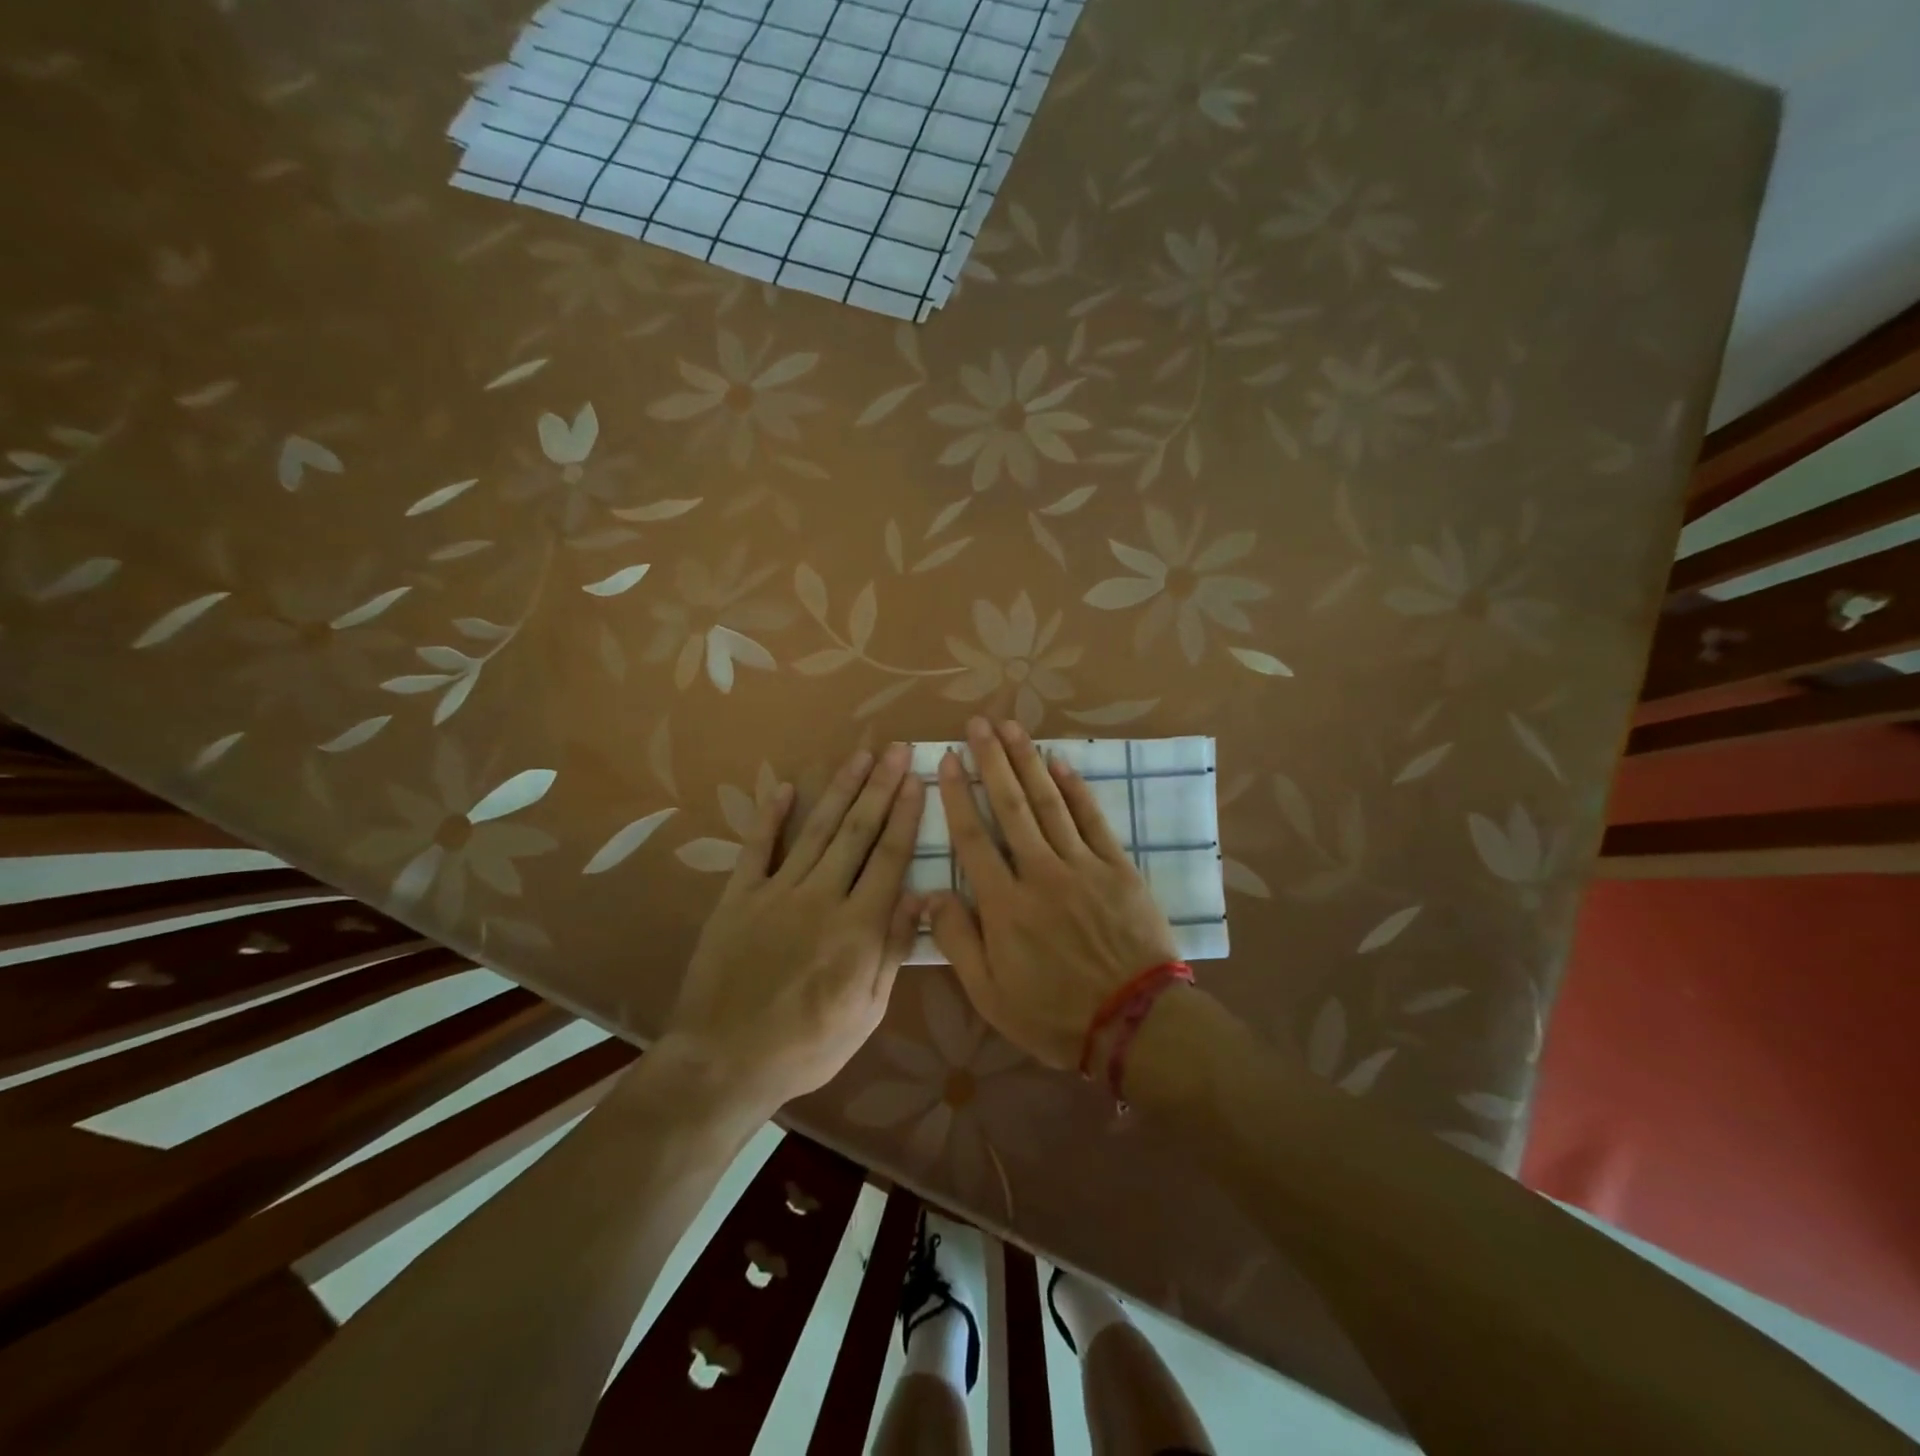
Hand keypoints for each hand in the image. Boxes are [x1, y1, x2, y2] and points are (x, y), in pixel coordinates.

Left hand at [667, 743, 924, 1111]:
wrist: (724, 1063)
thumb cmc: (807, 1046)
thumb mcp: (867, 1011)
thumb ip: (892, 949)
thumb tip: (922, 896)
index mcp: (858, 927)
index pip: (890, 857)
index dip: (906, 815)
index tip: (916, 779)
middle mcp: (821, 897)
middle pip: (857, 832)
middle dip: (880, 787)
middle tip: (895, 749)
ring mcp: (776, 892)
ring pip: (816, 830)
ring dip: (839, 790)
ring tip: (859, 756)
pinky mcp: (738, 898)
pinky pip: (756, 849)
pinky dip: (769, 817)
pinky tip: (783, 787)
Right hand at [928, 718, 1178, 1070]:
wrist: (1135, 1024)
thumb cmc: (1055, 1015)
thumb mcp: (990, 995)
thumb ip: (957, 942)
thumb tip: (929, 894)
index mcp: (1004, 905)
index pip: (972, 838)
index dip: (956, 795)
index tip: (946, 760)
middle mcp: (1040, 873)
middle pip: (1010, 806)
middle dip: (991, 761)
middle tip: (977, 723)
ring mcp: (1083, 866)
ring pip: (1049, 803)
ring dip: (1028, 762)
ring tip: (1011, 727)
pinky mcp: (1117, 868)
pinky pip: (1093, 820)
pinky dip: (1075, 789)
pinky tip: (1060, 763)